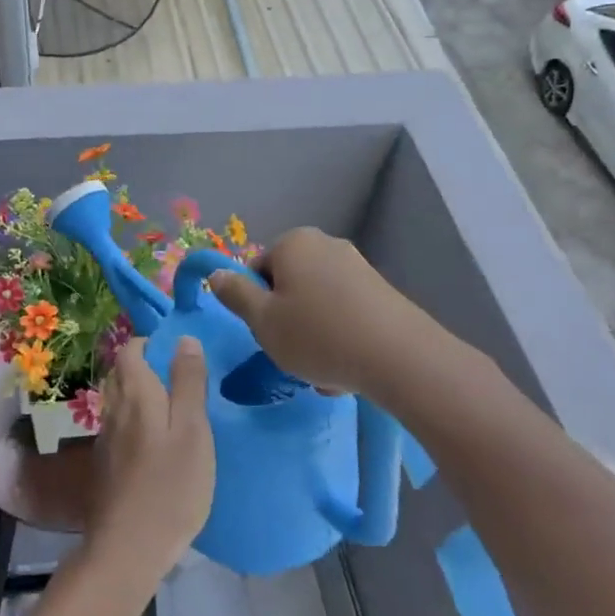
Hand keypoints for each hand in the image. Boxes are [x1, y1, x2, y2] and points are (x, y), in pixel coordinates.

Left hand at [87, 337, 214, 591]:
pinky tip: (158, 444)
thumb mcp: (192, 430)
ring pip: (120, 400)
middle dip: (146, 367)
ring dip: (142, 395)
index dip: (150, 344)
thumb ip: (188, 383)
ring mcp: (106, 438)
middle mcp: (113, 409)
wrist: (128, 548)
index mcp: (134, 394)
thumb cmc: (170, 486)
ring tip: (175, 410)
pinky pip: (120, 426)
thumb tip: (184, 338)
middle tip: (182, 379)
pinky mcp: (106, 464)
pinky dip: (137, 422)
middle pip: (122, 373)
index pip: (130, 349)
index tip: (179, 353)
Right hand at [210, 228, 427, 396]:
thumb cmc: (317, 335)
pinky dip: (340, 337)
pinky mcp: (381, 291)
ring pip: (317, 304)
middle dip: (286, 320)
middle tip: (291, 353)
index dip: (255, 304)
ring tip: (322, 372)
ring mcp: (357, 266)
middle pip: (289, 285)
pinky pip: (345, 313)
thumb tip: (216, 274)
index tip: (266, 333)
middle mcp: (325, 244)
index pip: (256, 270)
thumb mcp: (262, 320)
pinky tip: (347, 369)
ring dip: (313, 334)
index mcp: (293, 243)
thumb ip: (235, 294)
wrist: (398, 356)